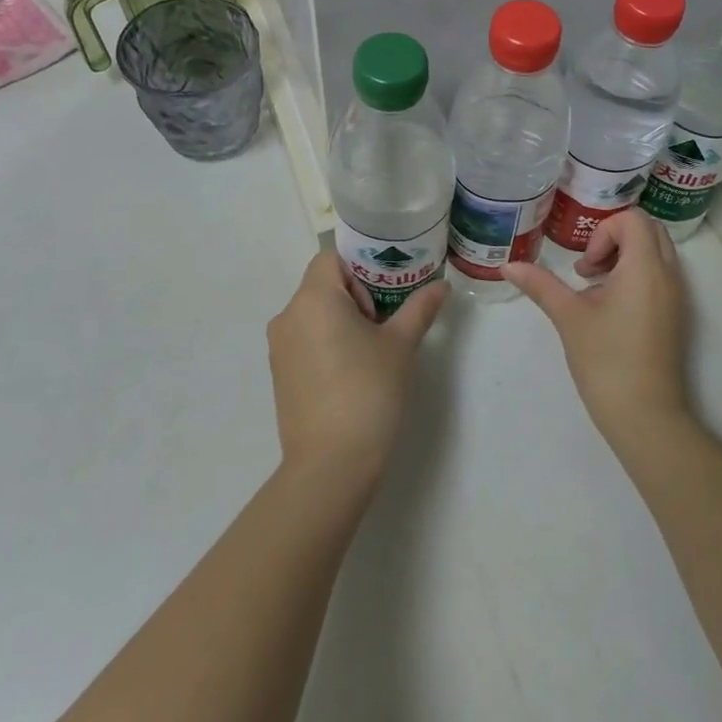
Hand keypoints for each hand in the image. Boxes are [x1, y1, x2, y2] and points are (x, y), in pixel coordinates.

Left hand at [266, 252, 448, 488]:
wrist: (331, 464)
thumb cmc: (368, 392)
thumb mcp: (400, 346)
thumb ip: (419, 308)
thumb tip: (442, 285)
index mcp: (313, 298)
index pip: (331, 258)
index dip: (360, 267)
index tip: (385, 293)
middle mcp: (288, 315)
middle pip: (322, 284)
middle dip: (356, 294)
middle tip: (386, 321)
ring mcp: (279, 346)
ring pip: (313, 312)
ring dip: (341, 318)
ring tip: (371, 348)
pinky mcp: (279, 372)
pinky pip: (304, 338)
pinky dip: (326, 340)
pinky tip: (351, 370)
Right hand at [502, 209, 691, 451]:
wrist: (646, 416)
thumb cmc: (606, 360)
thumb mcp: (568, 317)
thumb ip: (540, 285)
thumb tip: (508, 266)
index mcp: (645, 267)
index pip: (632, 219)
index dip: (603, 232)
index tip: (585, 267)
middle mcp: (669, 274)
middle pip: (648, 229)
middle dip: (614, 238)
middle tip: (588, 268)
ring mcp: (677, 296)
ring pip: (656, 252)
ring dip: (625, 256)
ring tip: (594, 287)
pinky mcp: (676, 315)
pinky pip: (661, 275)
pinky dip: (636, 274)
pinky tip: (610, 307)